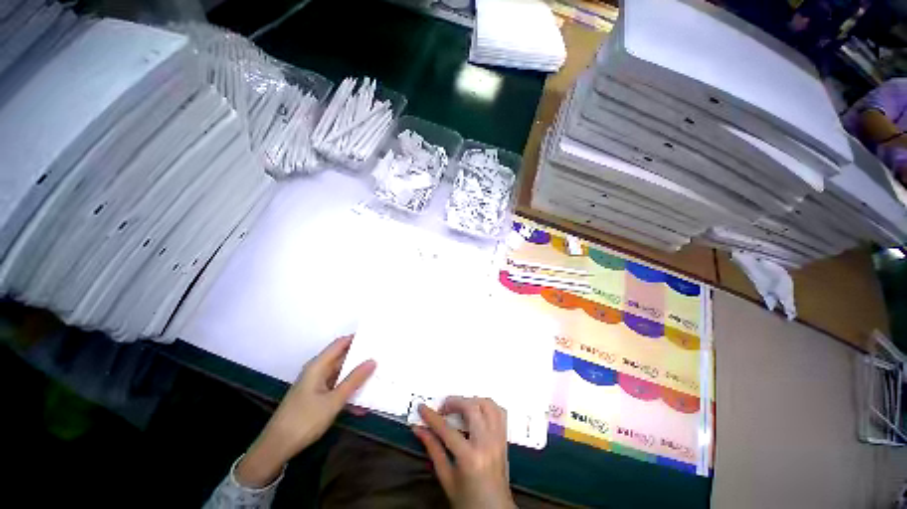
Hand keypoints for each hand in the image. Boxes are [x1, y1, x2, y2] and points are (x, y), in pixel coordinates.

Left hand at [236, 336, 375, 487]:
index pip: (341, 343)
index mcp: (318, 365)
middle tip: (382, 358)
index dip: (357, 338)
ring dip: (357, 380)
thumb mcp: (333, 401)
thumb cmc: (304, 420)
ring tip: (377, 379)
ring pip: (341, 375)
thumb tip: (373, 360)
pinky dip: (348, 394)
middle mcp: (317, 371)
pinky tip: (362, 406)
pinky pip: (337, 389)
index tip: (376, 338)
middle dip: (361, 359)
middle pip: (343, 358)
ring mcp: (317, 385)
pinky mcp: (316, 397)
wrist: (277, 447)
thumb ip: (354, 380)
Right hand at [413, 397, 514, 508]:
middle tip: (443, 408)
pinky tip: (477, 411)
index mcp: (470, 458)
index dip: (431, 416)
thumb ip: (433, 450)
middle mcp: (487, 443)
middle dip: (454, 402)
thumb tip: (419, 429)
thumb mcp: (446, 478)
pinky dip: (487, 406)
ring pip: (488, 405)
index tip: (421, 407)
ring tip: (460, 407)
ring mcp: (498, 439)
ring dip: (472, 400)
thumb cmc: (467, 500)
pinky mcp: (504, 439)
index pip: (447, 429)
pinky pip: (500, 412)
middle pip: (471, 408)